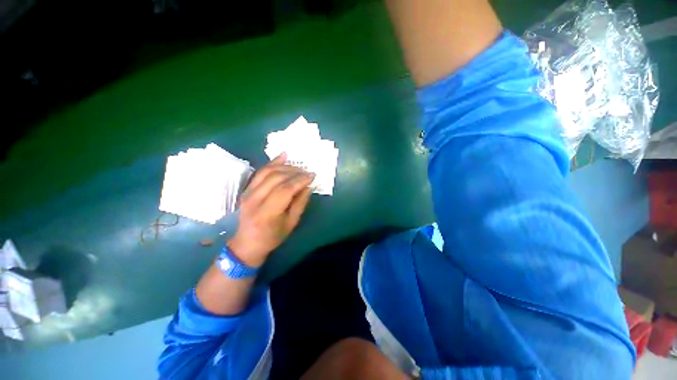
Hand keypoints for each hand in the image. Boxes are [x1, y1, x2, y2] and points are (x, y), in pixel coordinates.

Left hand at [228, 153, 313, 267]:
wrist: (247, 243)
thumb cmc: (272, 237)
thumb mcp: (291, 223)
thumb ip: (300, 203)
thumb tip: (308, 186)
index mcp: (267, 213)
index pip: (285, 190)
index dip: (300, 180)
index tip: (312, 175)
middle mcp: (255, 200)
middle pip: (276, 178)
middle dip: (294, 172)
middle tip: (307, 171)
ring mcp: (248, 193)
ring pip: (267, 172)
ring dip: (285, 166)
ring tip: (298, 167)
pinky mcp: (246, 189)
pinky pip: (260, 172)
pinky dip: (272, 163)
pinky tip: (283, 156)